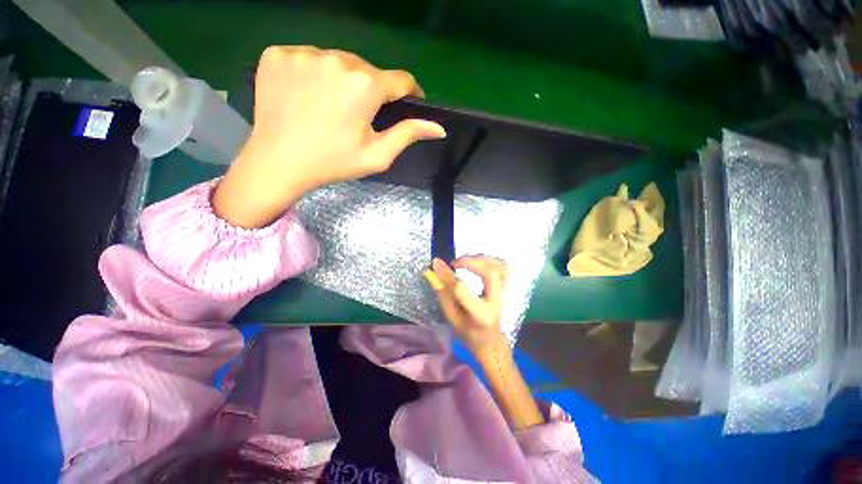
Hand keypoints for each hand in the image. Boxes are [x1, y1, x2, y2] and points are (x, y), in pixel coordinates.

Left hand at [213, 46, 445, 227]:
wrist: (278, 163)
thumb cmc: (334, 162)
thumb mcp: (377, 155)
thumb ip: (408, 134)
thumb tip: (439, 128)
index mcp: (365, 85)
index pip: (401, 80)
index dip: (409, 92)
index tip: (409, 102)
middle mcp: (337, 58)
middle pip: (367, 70)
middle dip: (372, 90)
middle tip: (361, 114)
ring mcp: (304, 52)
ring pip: (337, 61)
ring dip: (342, 80)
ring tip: (333, 106)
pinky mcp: (277, 54)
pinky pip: (307, 58)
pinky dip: (313, 74)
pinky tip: (307, 96)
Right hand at [426, 256, 509, 353]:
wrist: (490, 341)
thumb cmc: (468, 332)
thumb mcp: (451, 316)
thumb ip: (443, 292)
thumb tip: (433, 269)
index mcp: (480, 314)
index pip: (462, 289)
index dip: (448, 275)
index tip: (436, 264)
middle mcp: (496, 302)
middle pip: (490, 273)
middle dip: (471, 262)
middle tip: (455, 263)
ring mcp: (505, 294)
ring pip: (501, 267)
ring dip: (482, 259)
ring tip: (466, 260)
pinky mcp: (508, 289)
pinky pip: (504, 268)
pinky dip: (491, 260)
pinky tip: (479, 261)